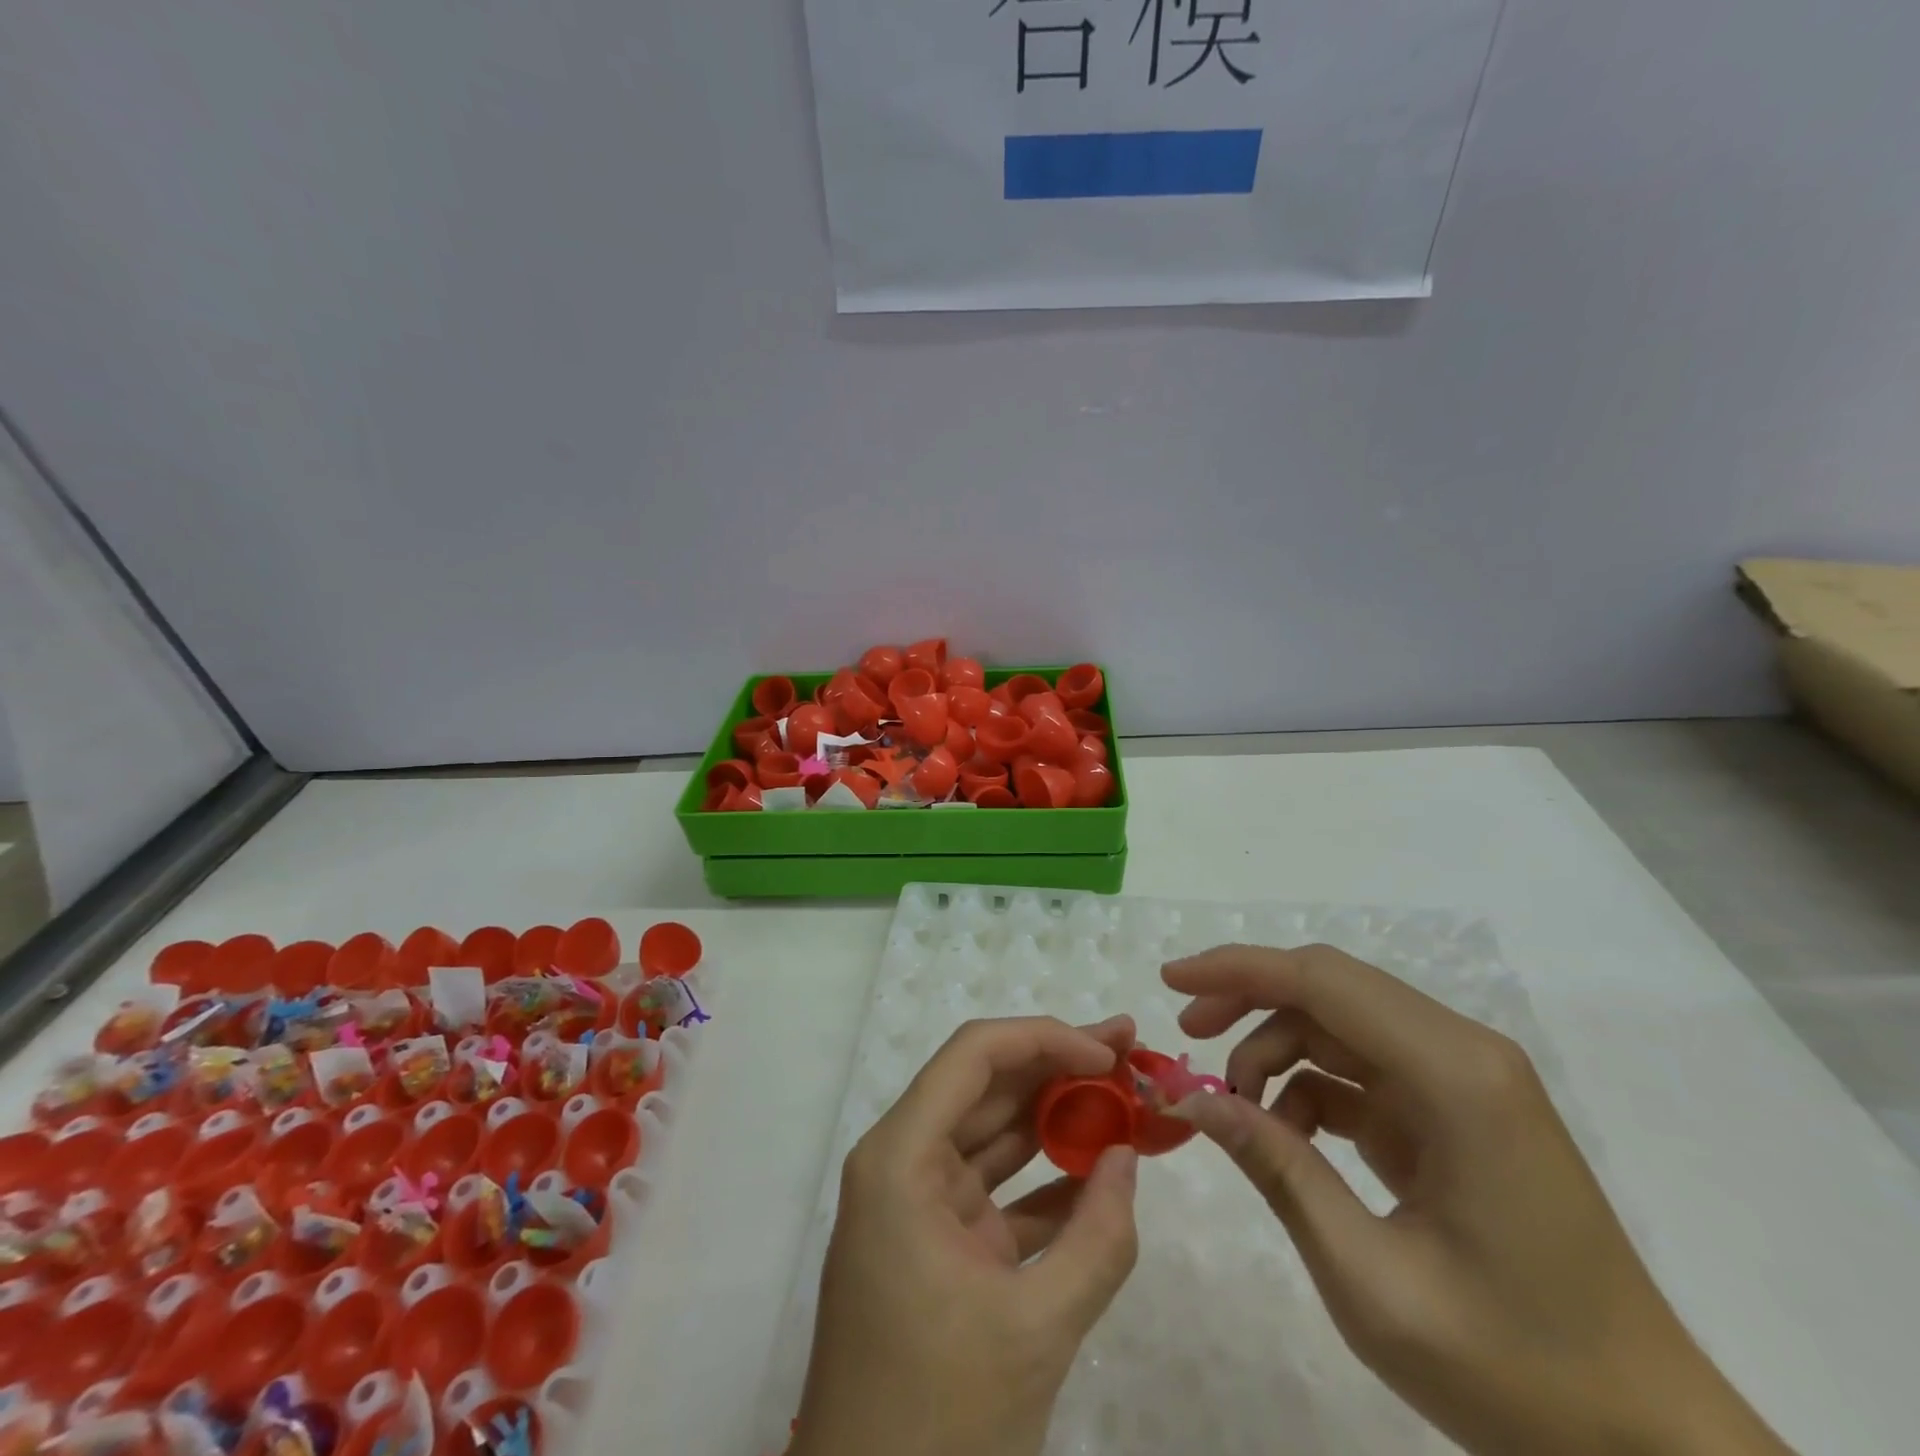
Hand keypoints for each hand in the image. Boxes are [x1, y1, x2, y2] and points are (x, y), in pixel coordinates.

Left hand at [793, 1017, 1140, 1455]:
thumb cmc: (938, 1415)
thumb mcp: (1034, 1329)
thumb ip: (1098, 1239)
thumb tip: (1128, 1157)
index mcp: (901, 1158)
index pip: (974, 1056)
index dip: (1042, 1038)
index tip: (1105, 1053)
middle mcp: (903, 1162)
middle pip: (985, 1085)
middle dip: (1058, 1065)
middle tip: (1127, 1052)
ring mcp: (920, 1203)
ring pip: (994, 1133)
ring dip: (1056, 1116)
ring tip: (1123, 1095)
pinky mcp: (940, 1243)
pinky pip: (998, 1191)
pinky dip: (1047, 1180)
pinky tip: (1100, 1172)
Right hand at [1163, 945, 1793, 1455]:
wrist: (1651, 1446)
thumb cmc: (1515, 1370)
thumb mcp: (1370, 1280)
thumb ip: (1276, 1169)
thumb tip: (1189, 1099)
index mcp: (1455, 1076)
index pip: (1323, 981)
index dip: (1237, 969)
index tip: (1170, 982)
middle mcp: (1463, 1054)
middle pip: (1328, 987)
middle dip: (1246, 999)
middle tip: (1186, 1035)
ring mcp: (1462, 1081)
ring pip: (1337, 1023)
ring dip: (1273, 1049)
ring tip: (1234, 1109)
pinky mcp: (1453, 1111)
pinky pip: (1360, 1068)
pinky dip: (1307, 1086)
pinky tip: (1283, 1135)